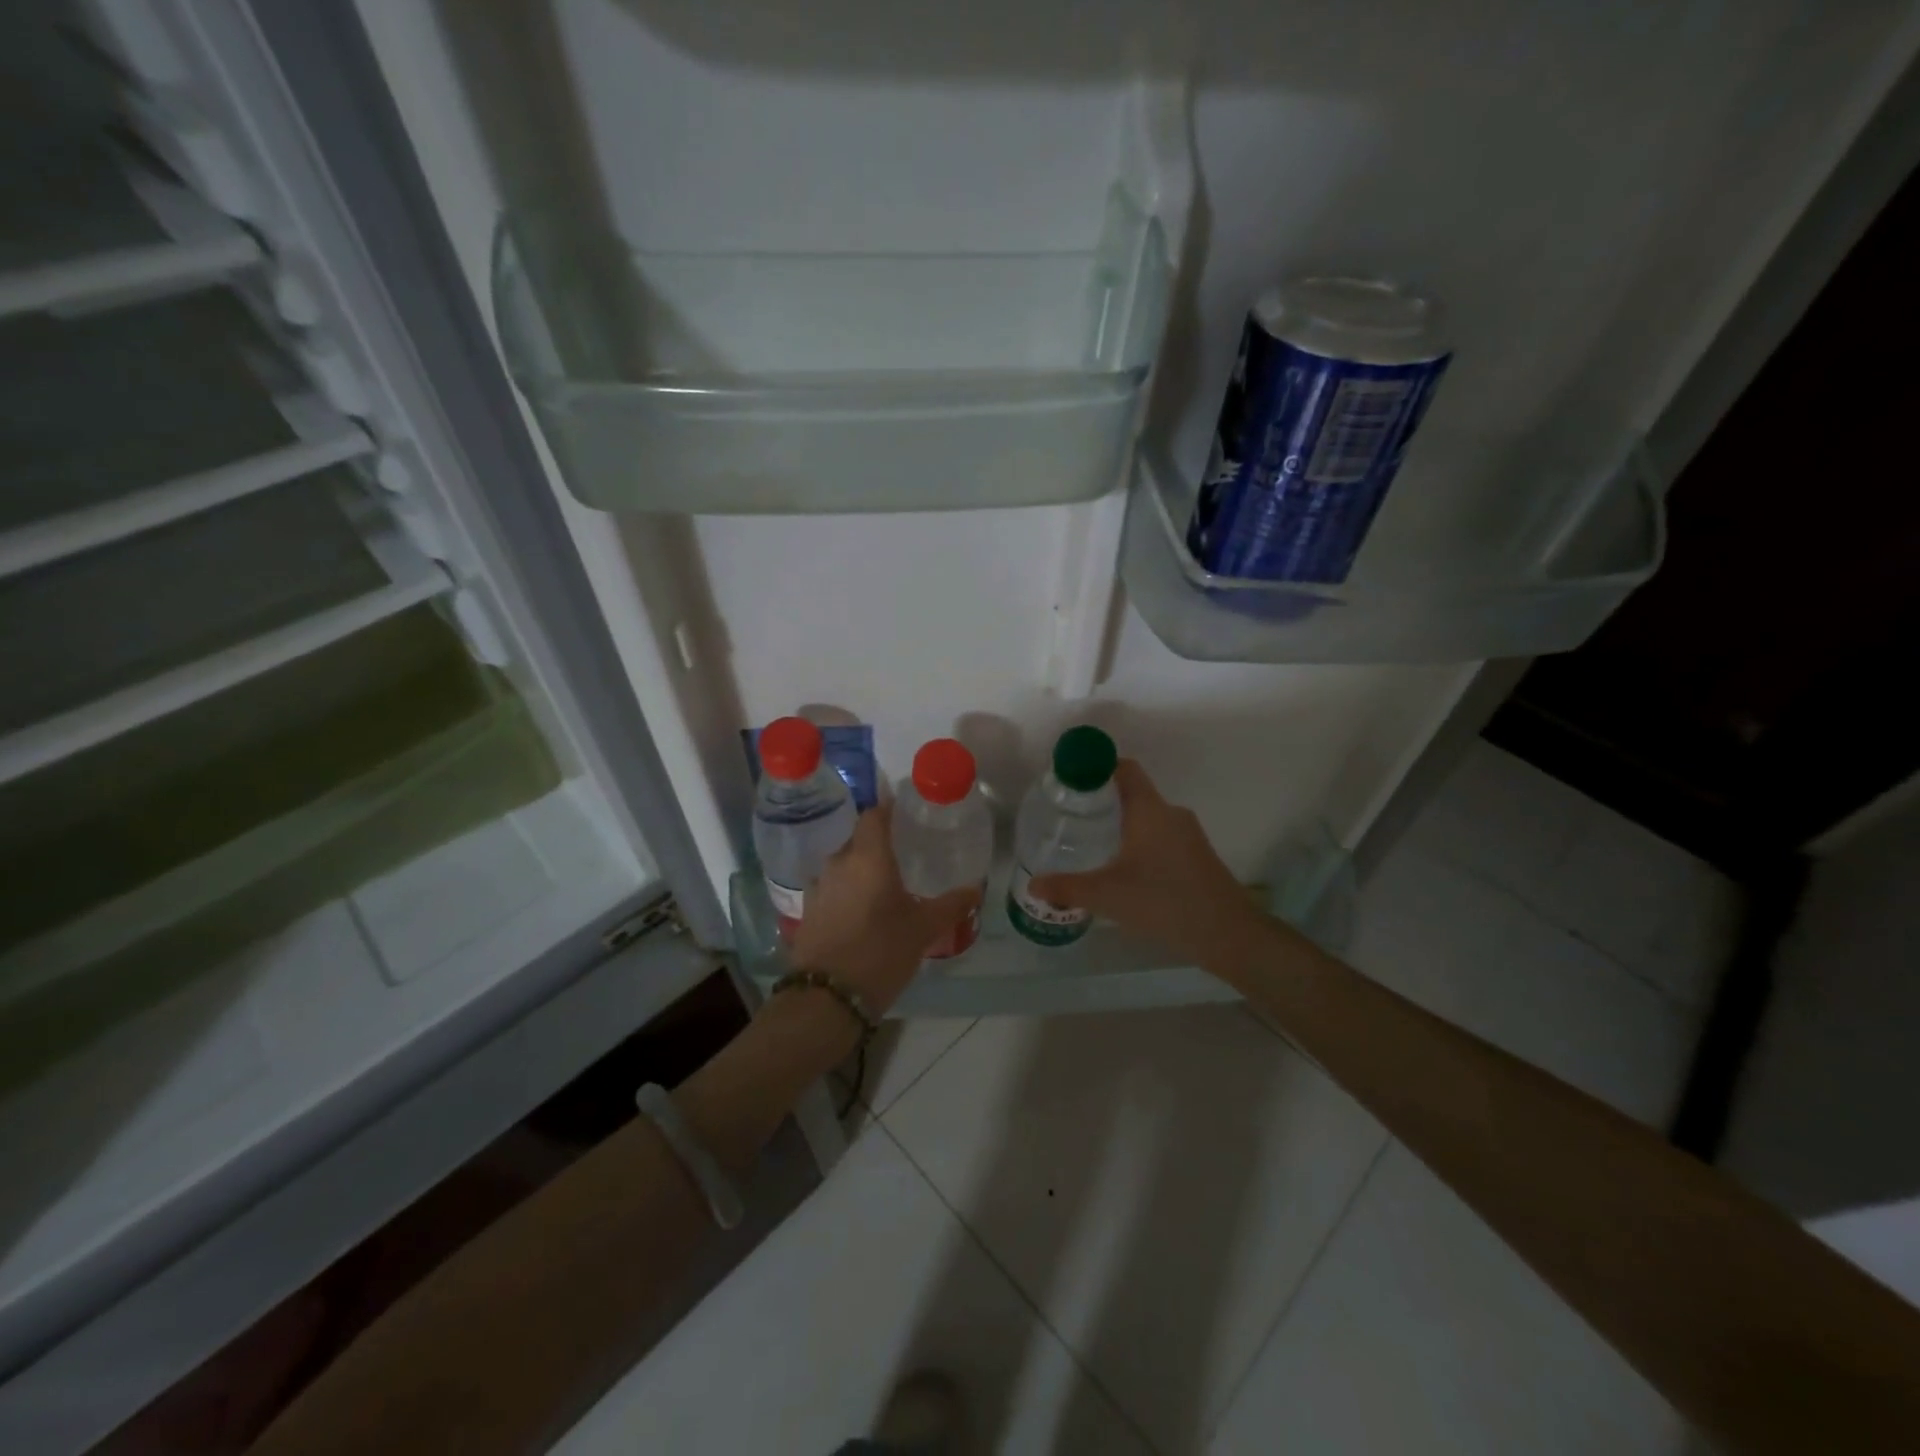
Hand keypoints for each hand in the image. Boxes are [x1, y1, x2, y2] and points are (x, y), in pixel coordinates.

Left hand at [789, 807, 978, 1014]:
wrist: (827, 999)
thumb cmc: (880, 952)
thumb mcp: (923, 929)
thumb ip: (951, 905)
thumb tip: (976, 889)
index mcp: (867, 856)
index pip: (874, 814)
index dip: (890, 809)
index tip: (909, 813)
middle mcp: (838, 862)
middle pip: (859, 839)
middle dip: (880, 843)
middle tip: (907, 853)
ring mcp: (818, 887)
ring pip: (844, 865)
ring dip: (863, 869)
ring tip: (887, 884)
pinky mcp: (808, 911)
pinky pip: (833, 888)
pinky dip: (849, 891)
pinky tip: (864, 910)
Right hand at [1028, 760, 1260, 964]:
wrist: (1228, 934)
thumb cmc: (1164, 901)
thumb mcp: (1107, 895)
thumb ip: (1067, 887)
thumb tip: (1033, 884)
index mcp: (1149, 809)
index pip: (1123, 769)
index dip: (1096, 767)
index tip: (1069, 781)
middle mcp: (1170, 813)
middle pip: (1132, 793)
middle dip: (1101, 801)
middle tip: (1070, 817)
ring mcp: (1188, 835)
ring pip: (1147, 818)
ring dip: (1121, 825)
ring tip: (1091, 844)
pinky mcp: (1196, 856)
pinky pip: (1161, 837)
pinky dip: (1139, 843)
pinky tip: (1124, 870)